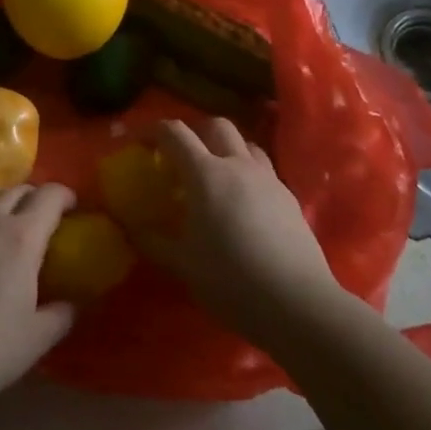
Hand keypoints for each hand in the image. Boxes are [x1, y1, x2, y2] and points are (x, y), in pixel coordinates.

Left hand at [0, 184, 78, 392]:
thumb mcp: (39, 337)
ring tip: (6, 218)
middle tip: (42, 219)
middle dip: (35, 198)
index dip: (65, 196)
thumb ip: (63, 313)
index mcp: (24, 237)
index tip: (72, 208)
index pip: (50, 197)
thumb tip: (74, 303)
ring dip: (1, 200)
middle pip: (18, 191)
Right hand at [137, 118, 339, 342]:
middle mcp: (238, 166)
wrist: (297, 303)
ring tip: (215, 175)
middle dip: (195, 132)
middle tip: (181, 156)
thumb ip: (154, 241)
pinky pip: (264, 171)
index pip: (175, 134)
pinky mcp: (290, 199)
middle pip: (217, 126)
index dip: (154, 131)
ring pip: (246, 144)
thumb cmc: (231, 280)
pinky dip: (247, 174)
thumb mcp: (183, 264)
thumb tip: (132, 229)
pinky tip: (243, 204)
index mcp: (205, 174)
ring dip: (226, 149)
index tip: (140, 141)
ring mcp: (269, 180)